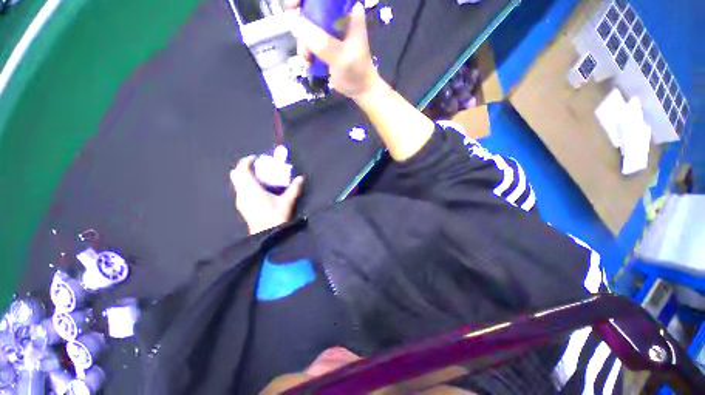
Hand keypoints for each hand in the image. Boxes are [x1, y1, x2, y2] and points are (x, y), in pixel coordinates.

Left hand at [231, 156, 303, 234]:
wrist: (266, 234)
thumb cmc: (276, 216)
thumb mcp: (288, 201)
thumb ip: (294, 188)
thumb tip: (301, 178)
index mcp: (251, 189)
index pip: (243, 169)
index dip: (248, 161)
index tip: (257, 158)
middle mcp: (242, 193)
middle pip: (237, 174)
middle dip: (245, 167)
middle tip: (257, 166)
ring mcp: (240, 200)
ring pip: (237, 182)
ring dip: (245, 176)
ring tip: (257, 176)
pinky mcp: (242, 206)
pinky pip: (240, 189)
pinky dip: (245, 184)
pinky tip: (256, 189)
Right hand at [286, 0, 380, 99]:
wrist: (360, 90)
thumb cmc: (356, 72)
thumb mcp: (341, 57)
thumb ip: (321, 42)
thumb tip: (294, 22)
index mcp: (348, 11)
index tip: (293, 7)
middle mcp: (338, 15)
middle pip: (311, 7)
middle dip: (301, 23)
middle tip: (299, 38)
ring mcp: (331, 29)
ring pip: (307, 24)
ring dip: (303, 41)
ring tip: (308, 58)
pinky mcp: (325, 42)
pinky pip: (308, 39)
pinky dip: (305, 49)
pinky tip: (309, 62)